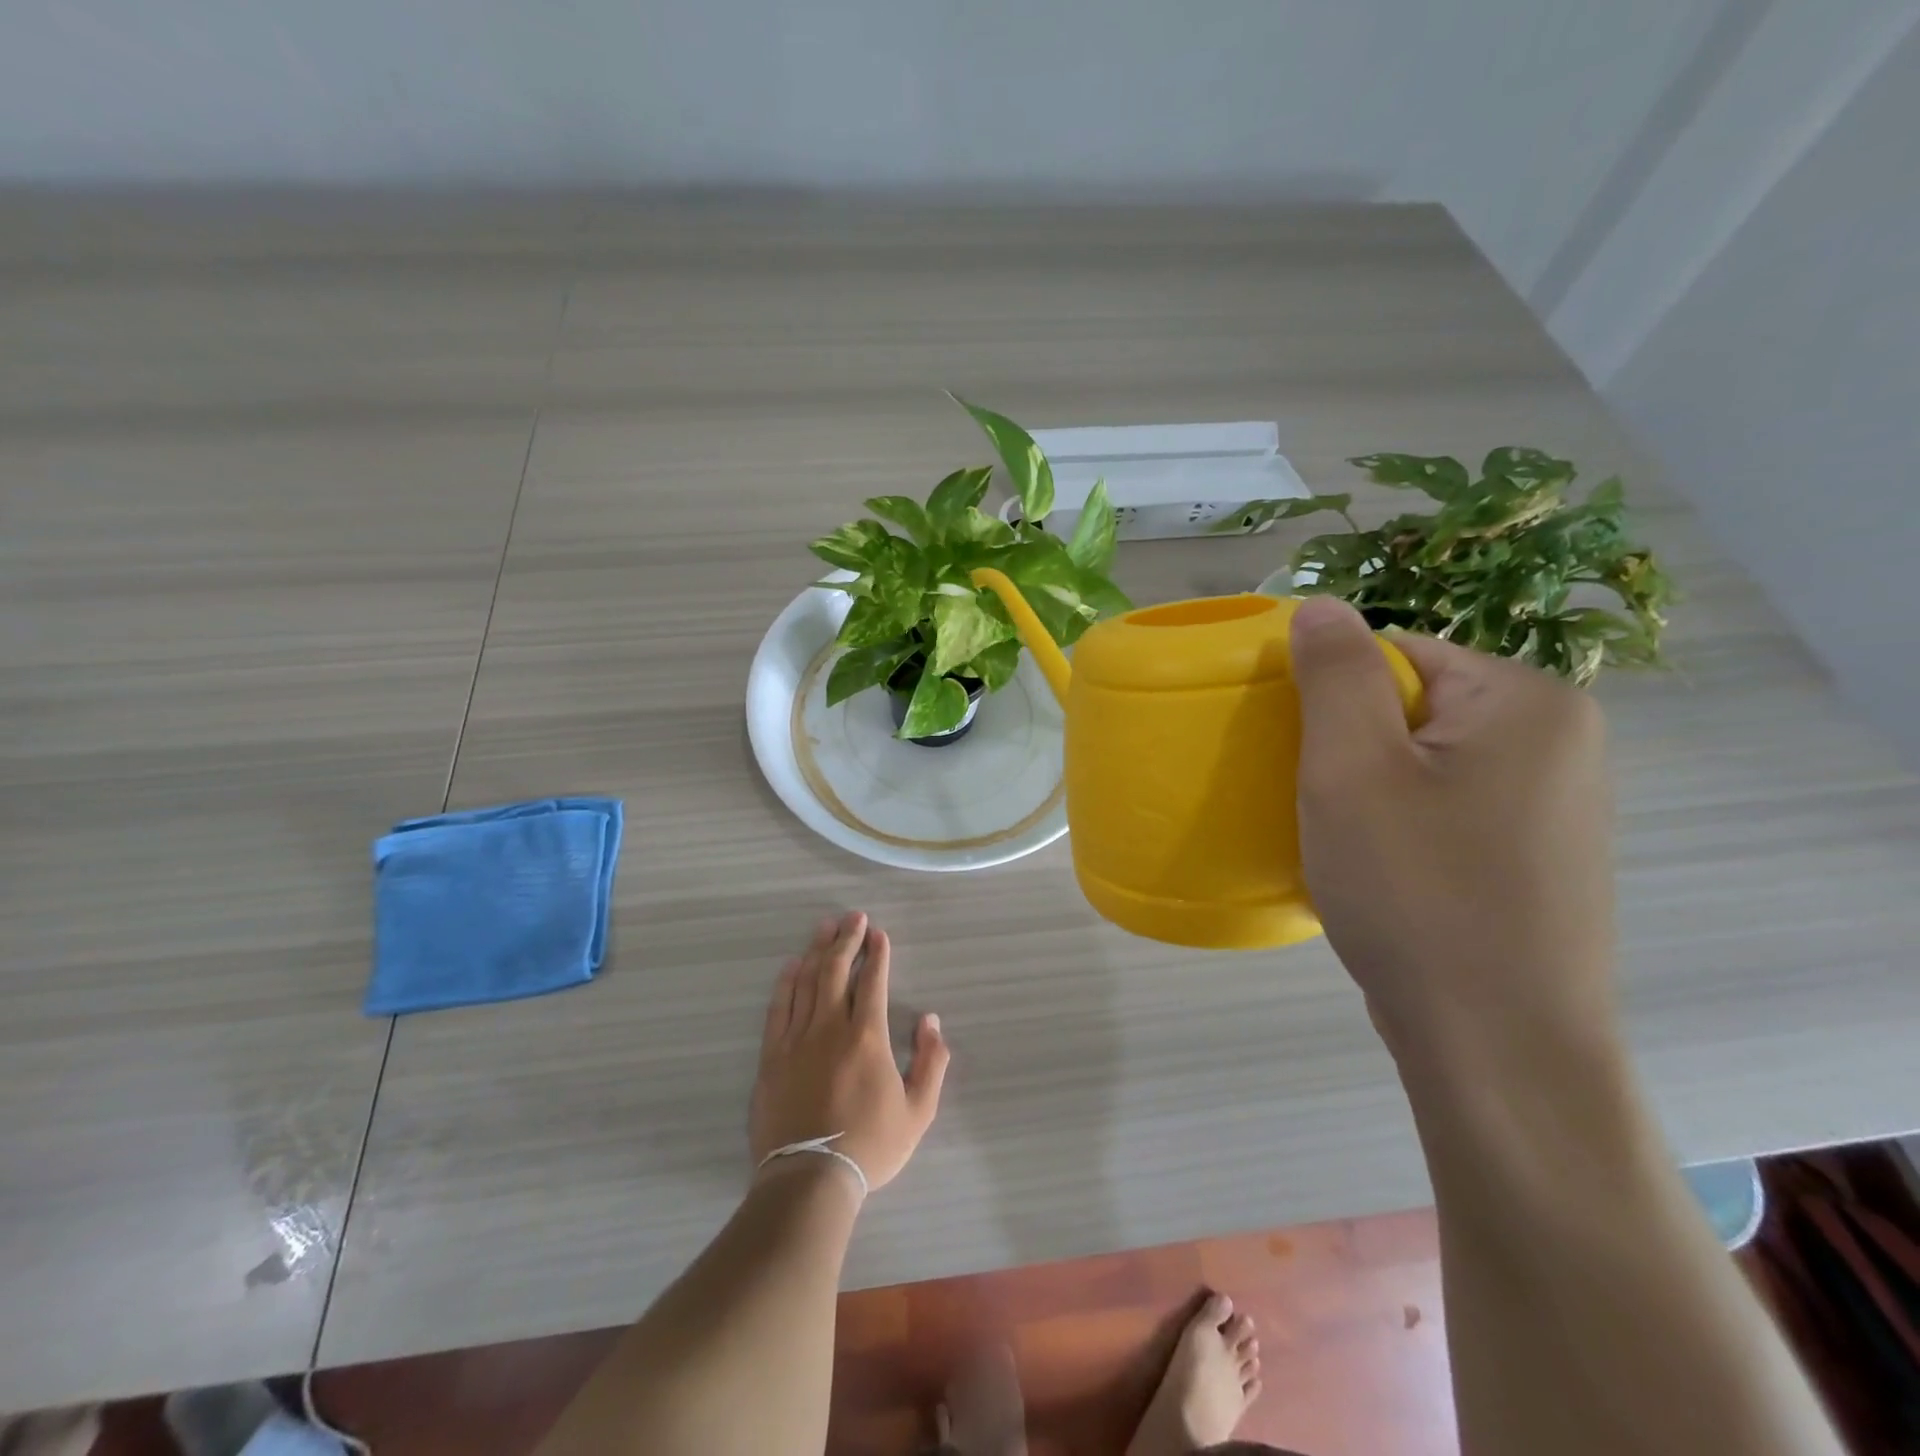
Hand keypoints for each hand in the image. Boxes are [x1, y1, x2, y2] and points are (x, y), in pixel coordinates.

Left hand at [749, 911, 949, 1195]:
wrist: (809, 1180)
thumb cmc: (870, 1146)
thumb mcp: (918, 1111)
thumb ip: (931, 1062)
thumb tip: (932, 1021)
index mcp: (867, 1037)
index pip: (872, 982)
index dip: (877, 954)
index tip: (878, 933)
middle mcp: (830, 1028)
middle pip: (837, 971)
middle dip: (847, 939)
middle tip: (853, 917)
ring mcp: (796, 1039)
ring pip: (807, 982)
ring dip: (817, 950)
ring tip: (825, 927)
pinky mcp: (772, 1056)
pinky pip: (778, 1008)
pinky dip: (786, 982)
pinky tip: (791, 965)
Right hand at [1289, 596, 1618, 1069]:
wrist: (1498, 1047)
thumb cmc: (1416, 892)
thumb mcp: (1353, 769)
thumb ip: (1336, 673)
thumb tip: (1320, 605)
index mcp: (1527, 701)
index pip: (1397, 655)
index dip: (1332, 700)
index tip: (1299, 757)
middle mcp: (1561, 740)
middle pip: (1413, 708)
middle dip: (1351, 748)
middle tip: (1319, 806)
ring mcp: (1556, 805)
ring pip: (1425, 764)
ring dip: (1370, 791)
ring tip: (1346, 845)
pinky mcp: (1537, 859)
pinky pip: (1447, 810)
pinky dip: (1402, 828)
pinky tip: (1385, 875)